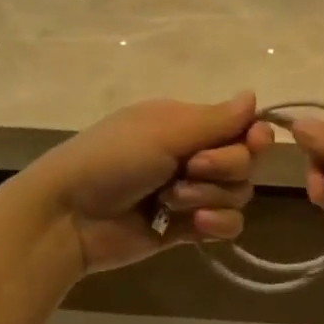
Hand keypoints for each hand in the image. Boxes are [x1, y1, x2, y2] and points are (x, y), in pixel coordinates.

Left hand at [28, 93, 274, 274]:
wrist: (69, 217)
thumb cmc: (113, 160)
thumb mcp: (164, 131)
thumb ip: (216, 119)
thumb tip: (254, 95)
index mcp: (186, 123)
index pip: (242, 126)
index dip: (253, 136)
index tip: (251, 142)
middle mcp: (193, 154)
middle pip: (245, 161)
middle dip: (223, 167)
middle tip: (189, 168)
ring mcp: (191, 193)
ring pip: (238, 194)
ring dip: (210, 196)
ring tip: (171, 201)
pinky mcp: (188, 228)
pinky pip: (228, 225)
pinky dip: (216, 225)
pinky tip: (193, 225)